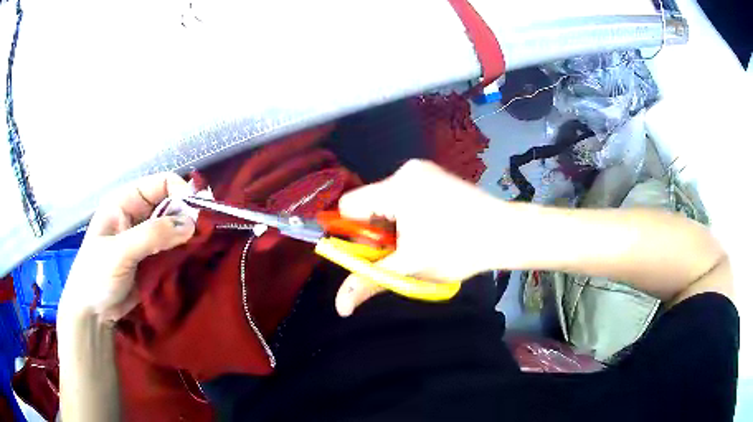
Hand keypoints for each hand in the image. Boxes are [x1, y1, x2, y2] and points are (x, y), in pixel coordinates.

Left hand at [59, 173, 195, 321]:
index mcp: (125, 201)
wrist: (93, 312)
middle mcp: (137, 214)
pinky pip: (174, 248)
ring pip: (175, 227)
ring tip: (200, 249)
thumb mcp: (120, 253)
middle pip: (172, 204)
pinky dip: (184, 252)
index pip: (162, 183)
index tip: (199, 216)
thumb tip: (191, 224)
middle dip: (188, 216)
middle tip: (204, 236)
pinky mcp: (152, 258)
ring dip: (188, 236)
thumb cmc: (97, 275)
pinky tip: (191, 259)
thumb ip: (153, 235)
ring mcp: (145, 237)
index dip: (182, 193)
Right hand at [335, 160, 509, 315]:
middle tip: (403, 250)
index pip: (349, 206)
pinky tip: (431, 228)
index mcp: (397, 186)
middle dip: (377, 232)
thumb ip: (369, 282)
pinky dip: (407, 215)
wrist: (506, 233)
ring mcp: (424, 170)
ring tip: (421, 241)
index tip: (377, 252)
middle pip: (369, 204)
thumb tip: (340, 307)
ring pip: (387, 202)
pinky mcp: (436, 175)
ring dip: (393, 226)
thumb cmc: (459, 250)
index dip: (354, 234)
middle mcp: (406, 170)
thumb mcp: (410, 269)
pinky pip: (404, 196)